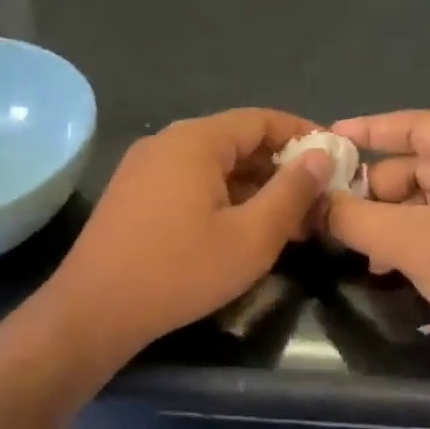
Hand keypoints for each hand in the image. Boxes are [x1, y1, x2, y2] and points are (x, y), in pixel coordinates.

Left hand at [48, 109, 330, 358]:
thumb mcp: (251, 237)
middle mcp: (165, 142)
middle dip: (278, 168)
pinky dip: (219, 196)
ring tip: (283, 221)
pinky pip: (186, 182)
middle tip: (313, 200)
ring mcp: (142, 167)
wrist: (95, 308)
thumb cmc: (181, 271)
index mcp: (195, 141)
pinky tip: (237, 228)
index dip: (302, 134)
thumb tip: (321, 156)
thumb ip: (291, 193)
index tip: (334, 158)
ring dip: (250, 186)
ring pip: (210, 165)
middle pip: (235, 141)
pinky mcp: (130, 194)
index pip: (260, 120)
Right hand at [322, 111, 429, 381]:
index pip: (416, 124)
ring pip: (429, 198)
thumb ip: (354, 217)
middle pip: (419, 164)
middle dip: (376, 191)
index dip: (366, 131)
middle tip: (336, 217)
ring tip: (362, 251)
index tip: (325, 139)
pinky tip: (388, 266)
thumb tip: (311, 203)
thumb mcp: (411, 242)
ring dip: (391, 221)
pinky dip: (415, 237)